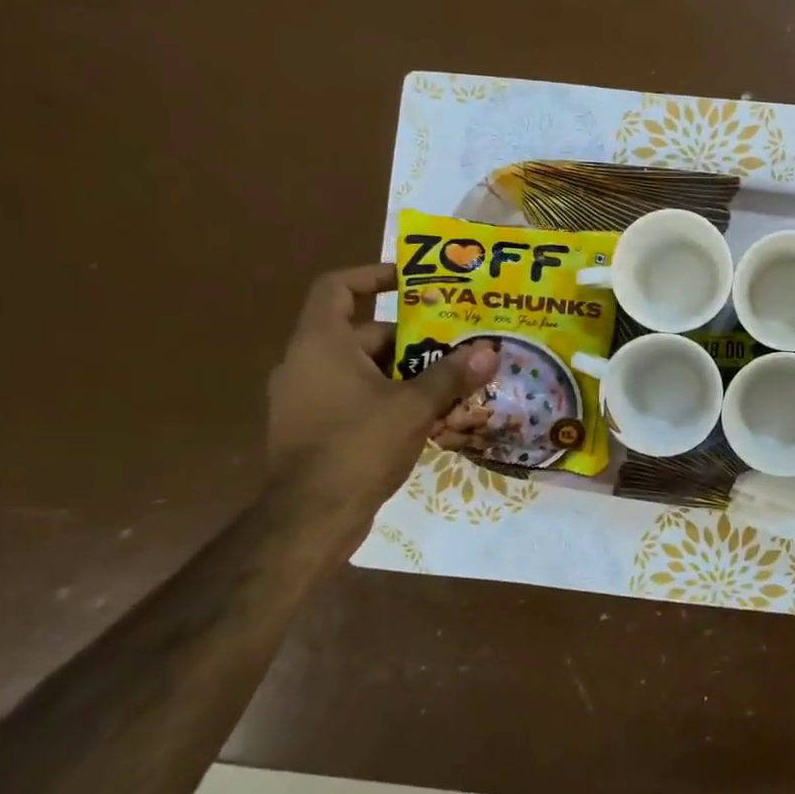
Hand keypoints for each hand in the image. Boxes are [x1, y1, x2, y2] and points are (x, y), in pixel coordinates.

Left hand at [265, 264, 496, 523]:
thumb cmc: (358, 446)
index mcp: (320, 344)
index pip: (337, 287)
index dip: (373, 275)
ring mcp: (305, 398)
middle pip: (362, 333)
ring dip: (405, 371)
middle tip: (456, 341)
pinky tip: (428, 415)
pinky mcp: (313, 429)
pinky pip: (355, 397)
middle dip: (412, 337)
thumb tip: (489, 350)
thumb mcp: (414, 406)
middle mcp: (305, 363)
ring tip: (452, 378)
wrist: (309, 518)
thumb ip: (451, 375)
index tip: (412, 279)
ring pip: (362, 369)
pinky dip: (388, 397)